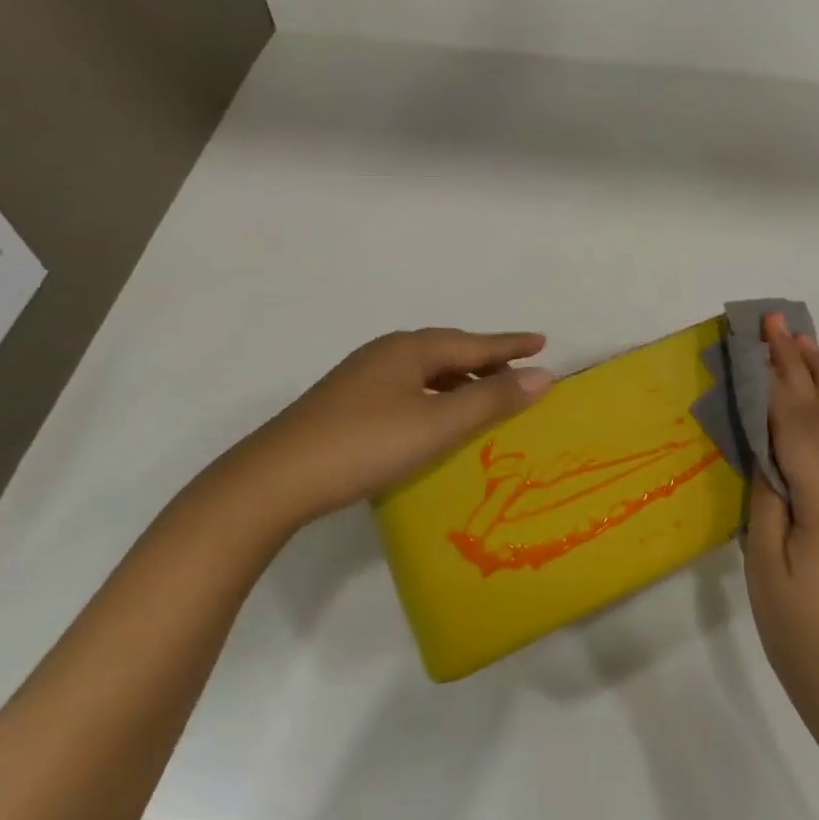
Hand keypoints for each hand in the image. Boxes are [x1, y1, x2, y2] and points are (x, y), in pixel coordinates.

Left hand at [223, 329, 552, 531]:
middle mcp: (386, 353)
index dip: (510, 344)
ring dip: (459, 380)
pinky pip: (407, 388)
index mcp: (410, 349)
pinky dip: (434, 396)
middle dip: (485, 360)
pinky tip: (434, 418)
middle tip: (518, 371)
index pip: (473, 342)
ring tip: (484, 396)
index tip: (542, 341)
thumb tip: (542, 375)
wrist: (276, 479)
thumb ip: (491, 399)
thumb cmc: (366, 444)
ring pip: (425, 371)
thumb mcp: (437, 424)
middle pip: (448, 351)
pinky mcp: (346, 403)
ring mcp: (362, 377)